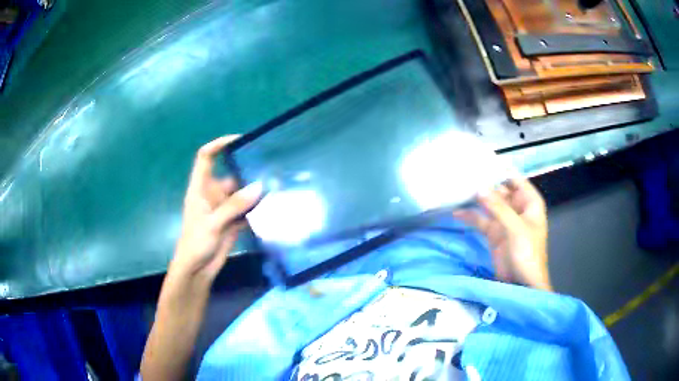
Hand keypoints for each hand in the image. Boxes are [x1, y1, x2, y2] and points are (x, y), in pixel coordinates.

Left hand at [171, 135, 262, 281]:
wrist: (198, 269)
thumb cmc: (196, 242)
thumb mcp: (212, 223)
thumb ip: (234, 205)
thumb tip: (259, 186)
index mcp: (201, 188)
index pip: (206, 157)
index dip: (218, 144)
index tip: (239, 139)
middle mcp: (213, 194)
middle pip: (231, 174)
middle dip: (248, 171)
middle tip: (271, 168)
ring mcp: (224, 208)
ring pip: (242, 193)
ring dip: (256, 192)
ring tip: (277, 186)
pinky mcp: (233, 221)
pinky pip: (247, 210)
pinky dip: (258, 209)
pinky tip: (273, 207)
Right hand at [454, 178, 550, 290]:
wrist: (522, 284)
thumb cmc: (528, 253)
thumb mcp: (516, 228)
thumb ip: (498, 208)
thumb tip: (479, 188)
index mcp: (529, 202)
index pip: (514, 178)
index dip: (499, 169)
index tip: (480, 160)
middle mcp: (517, 207)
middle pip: (499, 189)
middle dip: (483, 183)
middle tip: (462, 173)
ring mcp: (504, 221)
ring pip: (488, 204)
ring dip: (475, 199)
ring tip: (456, 189)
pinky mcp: (494, 234)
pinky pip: (481, 220)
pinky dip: (470, 217)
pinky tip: (456, 213)